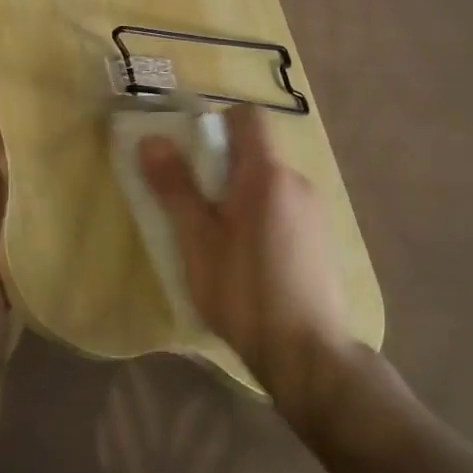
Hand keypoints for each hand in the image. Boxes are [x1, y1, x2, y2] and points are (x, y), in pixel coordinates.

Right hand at [138, 106, 354, 400]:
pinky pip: (284, 205)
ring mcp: (315, 210)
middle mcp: (297, 181)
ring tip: (219, 239)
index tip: (192, 155)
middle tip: (195, 206)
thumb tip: (151, 140)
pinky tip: (250, 259)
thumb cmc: (244, 294)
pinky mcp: (321, 237)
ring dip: (241, 194)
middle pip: (256, 150)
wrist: (308, 356)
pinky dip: (261, 214)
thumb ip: (175, 187)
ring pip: (268, 181)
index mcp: (267, 174)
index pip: (248, 117)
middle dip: (222, 166)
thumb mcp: (197, 242)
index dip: (217, 123)